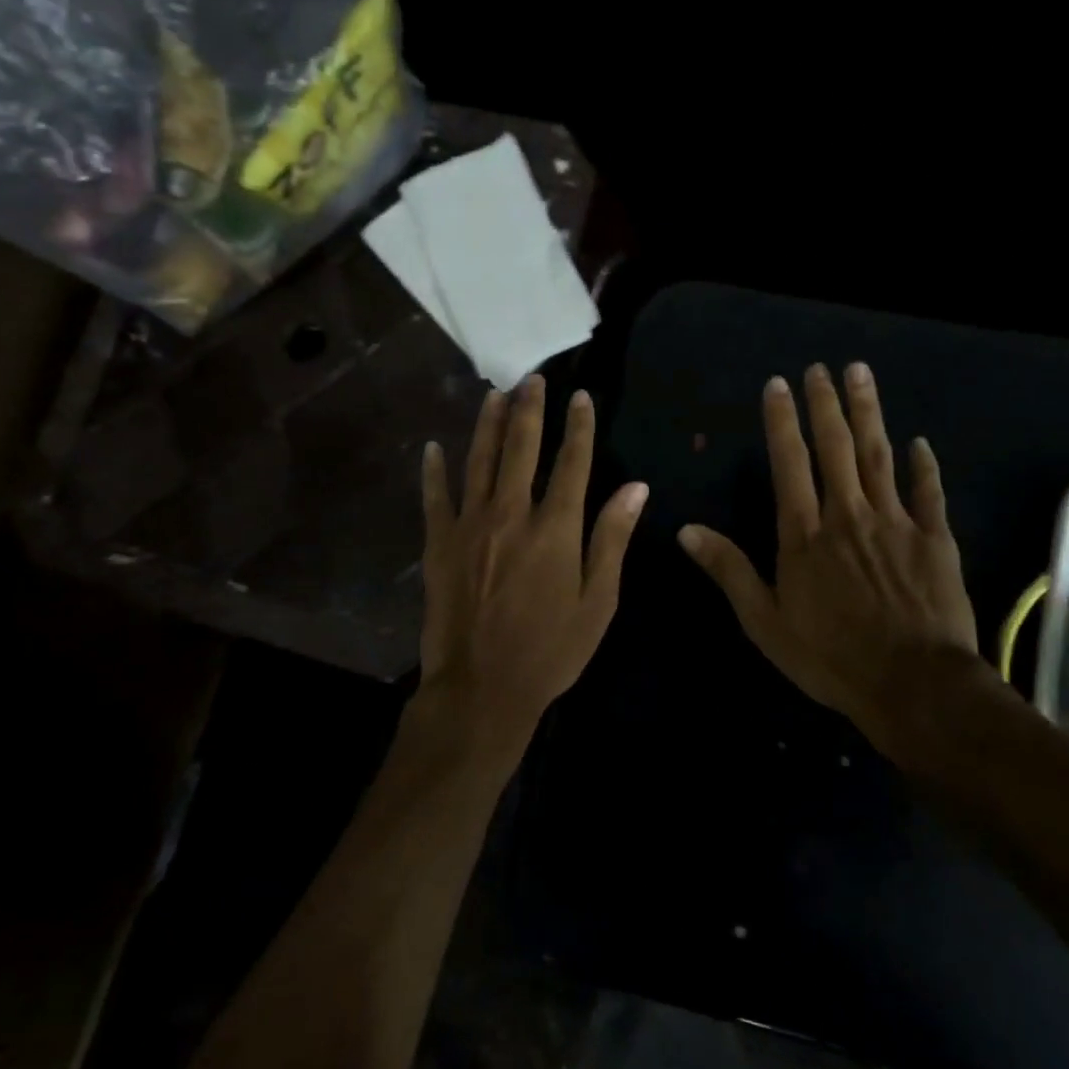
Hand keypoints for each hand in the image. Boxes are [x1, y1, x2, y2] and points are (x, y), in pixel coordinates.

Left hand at [416, 376, 648, 760]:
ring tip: (494, 394)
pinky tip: (432, 447)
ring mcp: (470, 526)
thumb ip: (612, 539)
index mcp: (555, 528)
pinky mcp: (439, 544)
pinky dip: (433, 471)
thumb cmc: (550, 650)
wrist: (482, 689)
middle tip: (533, 379)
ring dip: (487, 424)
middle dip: (530, 409)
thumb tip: (636, 487)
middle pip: (521, 448)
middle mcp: (511, 514)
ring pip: (479, 461)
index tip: (581, 398)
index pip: (572, 463)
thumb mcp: (598, 602)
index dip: (579, 427)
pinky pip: (435, 497)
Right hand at [677, 362, 978, 750]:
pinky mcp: (934, 539)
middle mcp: (847, 515)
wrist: (913, 684)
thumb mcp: (765, 622)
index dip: (782, 421)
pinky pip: (928, 493)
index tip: (777, 385)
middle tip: (821, 367)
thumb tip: (686, 530)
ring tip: (860, 374)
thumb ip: (729, 570)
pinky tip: (920, 442)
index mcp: (805, 534)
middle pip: (836, 447)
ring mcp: (894, 523)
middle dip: (825, 404)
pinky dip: (924, 466)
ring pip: (879, 456)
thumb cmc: (830, 657)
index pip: (789, 463)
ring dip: (868, 412)